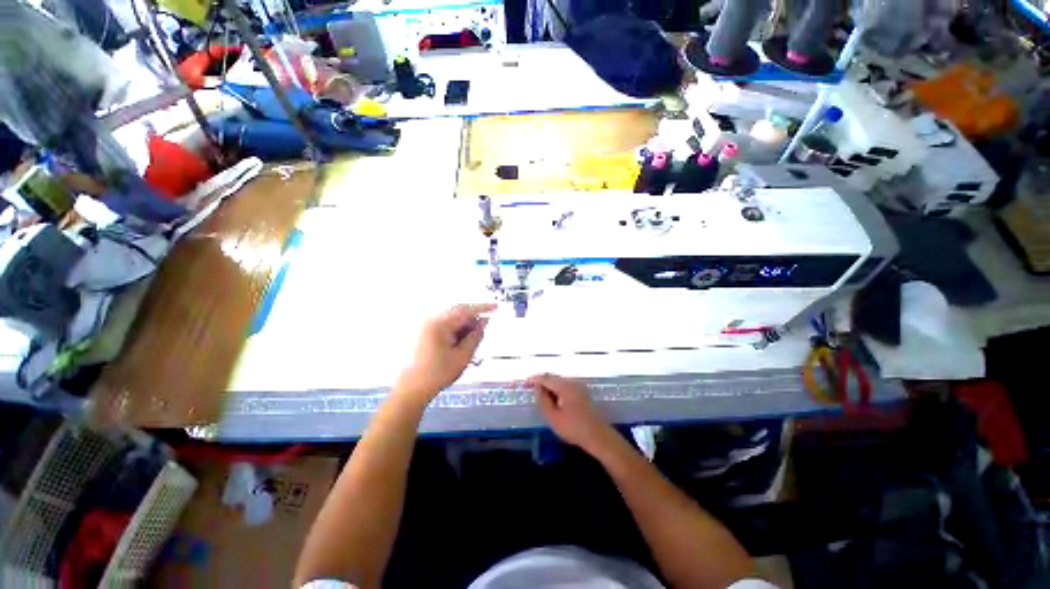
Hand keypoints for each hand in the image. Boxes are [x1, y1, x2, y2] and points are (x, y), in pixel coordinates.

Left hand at [394, 303, 494, 405]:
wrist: (410, 389)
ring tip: (472, 339)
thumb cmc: (438, 373)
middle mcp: (430, 320)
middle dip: (472, 318)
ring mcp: (425, 325)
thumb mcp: (463, 356)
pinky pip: (443, 325)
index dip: (482, 308)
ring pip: (451, 318)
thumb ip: (476, 337)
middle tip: (484, 328)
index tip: (496, 307)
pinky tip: (460, 342)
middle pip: (457, 312)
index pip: (465, 310)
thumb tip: (484, 322)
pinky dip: (455, 330)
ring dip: (464, 325)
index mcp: (439, 323)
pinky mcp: (423, 332)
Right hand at [528, 374, 617, 453]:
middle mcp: (572, 382)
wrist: (598, 436)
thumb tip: (538, 389)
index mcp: (565, 386)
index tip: (525, 383)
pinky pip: (566, 387)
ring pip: (560, 382)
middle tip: (531, 389)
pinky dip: (557, 390)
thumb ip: (543, 401)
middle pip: (554, 378)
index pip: (546, 378)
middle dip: (542, 382)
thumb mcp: (553, 417)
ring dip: (550, 387)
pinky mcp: (583, 393)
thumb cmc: (574, 428)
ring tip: (541, 396)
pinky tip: (554, 400)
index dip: (534, 379)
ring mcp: (579, 387)